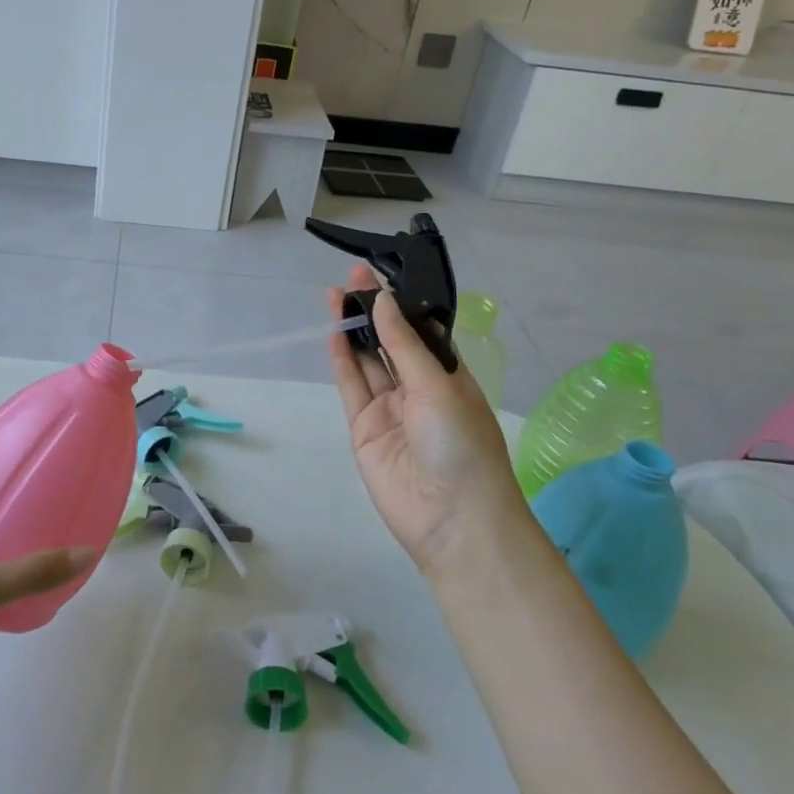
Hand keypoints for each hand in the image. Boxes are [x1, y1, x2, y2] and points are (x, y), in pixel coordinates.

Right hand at [328, 266, 524, 576]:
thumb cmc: (461, 443)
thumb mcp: (437, 385)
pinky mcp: (364, 427)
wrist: (452, 518)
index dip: (401, 304)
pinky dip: (342, 359)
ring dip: (354, 329)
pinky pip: (352, 386)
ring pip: (367, 360)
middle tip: (352, 276)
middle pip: (390, 342)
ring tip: (336, 293)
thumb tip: (383, 300)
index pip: (421, 331)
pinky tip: (333, 331)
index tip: (381, 275)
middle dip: (374, 310)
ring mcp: (389, 408)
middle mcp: (418, 388)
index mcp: (448, 375)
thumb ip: (403, 344)